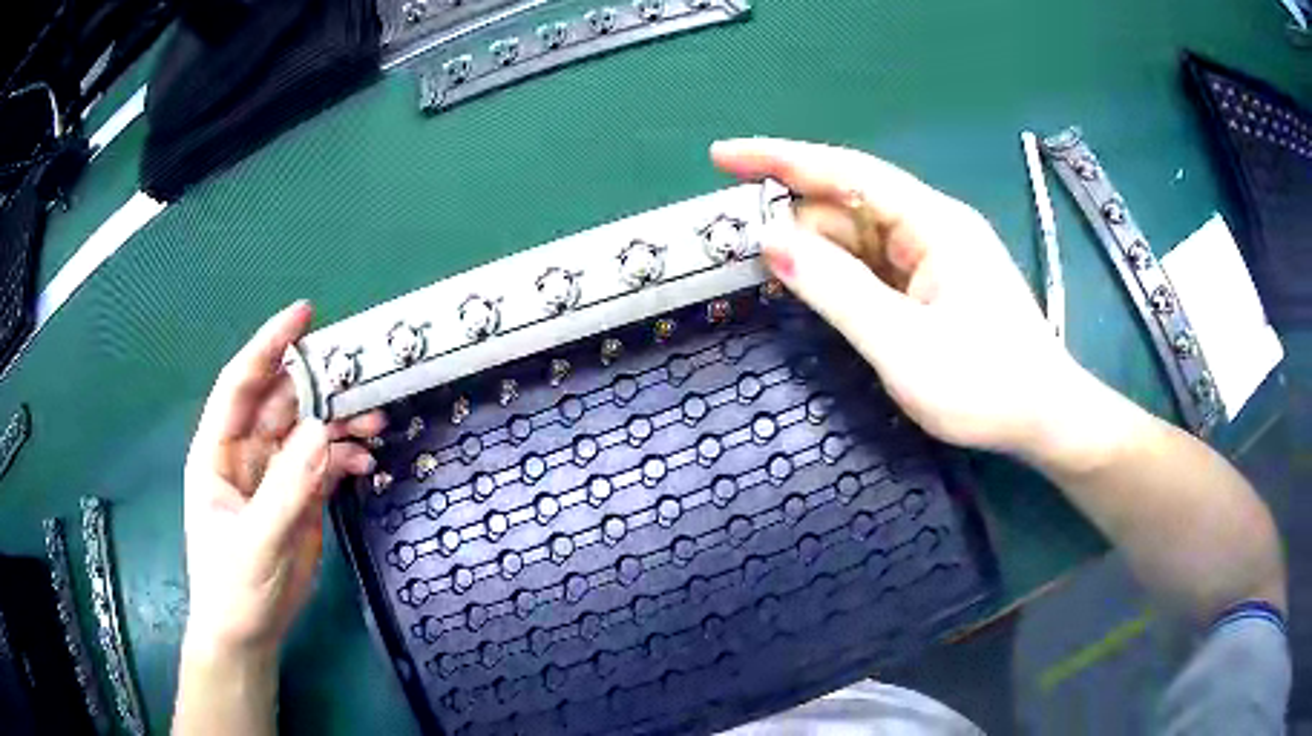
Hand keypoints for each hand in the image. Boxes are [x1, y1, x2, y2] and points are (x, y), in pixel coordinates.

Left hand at [182, 301, 384, 656]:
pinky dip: (346, 455)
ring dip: (339, 421)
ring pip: (308, 430)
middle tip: (360, 376)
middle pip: (282, 402)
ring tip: (373, 422)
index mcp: (218, 451)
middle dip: (318, 386)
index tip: (304, 315)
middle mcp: (246, 453)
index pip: (241, 384)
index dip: (268, 345)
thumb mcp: (257, 542)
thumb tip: (320, 431)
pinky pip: (325, 462)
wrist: (249, 634)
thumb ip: (287, 490)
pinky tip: (365, 461)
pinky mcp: (298, 497)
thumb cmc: (233, 588)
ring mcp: (274, 475)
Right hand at [712, 137, 1077, 453]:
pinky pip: (874, 266)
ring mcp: (935, 257)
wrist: (1045, 420)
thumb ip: (836, 291)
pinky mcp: (934, 285)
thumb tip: (769, 240)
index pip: (846, 172)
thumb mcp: (903, 346)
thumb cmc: (986, 387)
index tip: (722, 157)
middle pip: (848, 205)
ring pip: (859, 238)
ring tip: (766, 270)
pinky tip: (814, 288)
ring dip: (813, 250)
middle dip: (792, 216)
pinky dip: (839, 274)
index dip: (780, 158)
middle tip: (734, 243)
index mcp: (932, 223)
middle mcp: (932, 227)